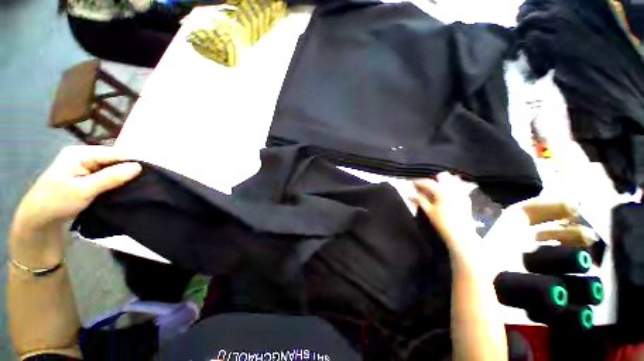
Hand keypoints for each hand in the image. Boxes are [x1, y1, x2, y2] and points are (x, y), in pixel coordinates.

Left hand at [9, 146, 141, 265]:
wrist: (37, 221)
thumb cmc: (56, 203)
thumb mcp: (83, 190)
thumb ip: (110, 177)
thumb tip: (139, 167)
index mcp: (79, 154)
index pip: (114, 154)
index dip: (134, 161)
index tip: (154, 171)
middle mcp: (83, 157)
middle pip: (114, 160)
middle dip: (130, 169)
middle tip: (148, 181)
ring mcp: (84, 167)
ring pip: (112, 168)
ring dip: (124, 176)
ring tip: (141, 185)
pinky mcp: (86, 178)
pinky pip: (107, 176)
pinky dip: (117, 182)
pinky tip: (125, 188)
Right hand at [411, 172, 477, 249]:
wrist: (461, 235)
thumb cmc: (442, 223)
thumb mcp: (428, 211)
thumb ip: (419, 200)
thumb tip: (410, 194)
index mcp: (442, 192)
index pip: (428, 182)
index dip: (419, 182)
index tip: (412, 183)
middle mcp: (453, 189)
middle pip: (443, 175)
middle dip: (433, 178)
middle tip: (425, 185)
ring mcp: (461, 193)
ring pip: (452, 179)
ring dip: (442, 182)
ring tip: (435, 189)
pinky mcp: (466, 198)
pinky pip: (458, 187)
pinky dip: (450, 187)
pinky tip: (445, 195)